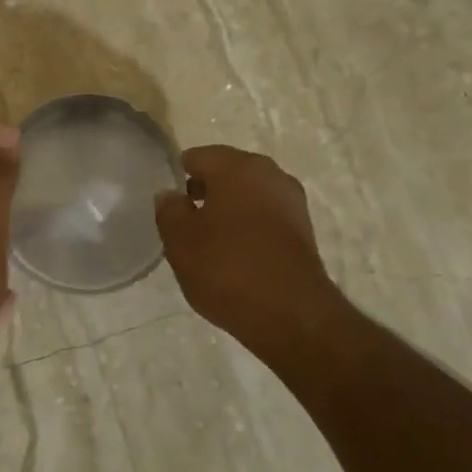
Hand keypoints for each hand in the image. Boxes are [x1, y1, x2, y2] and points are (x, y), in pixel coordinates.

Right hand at [155, 145, 343, 354]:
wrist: (291, 315)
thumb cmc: (227, 268)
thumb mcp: (180, 241)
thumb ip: (169, 210)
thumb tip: (170, 194)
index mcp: (237, 166)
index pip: (197, 157)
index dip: (177, 178)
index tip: (167, 205)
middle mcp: (269, 173)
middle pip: (226, 173)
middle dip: (204, 193)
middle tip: (184, 224)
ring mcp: (292, 201)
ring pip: (248, 195)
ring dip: (228, 211)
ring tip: (208, 244)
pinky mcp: (304, 229)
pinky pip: (266, 217)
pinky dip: (249, 228)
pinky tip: (235, 256)